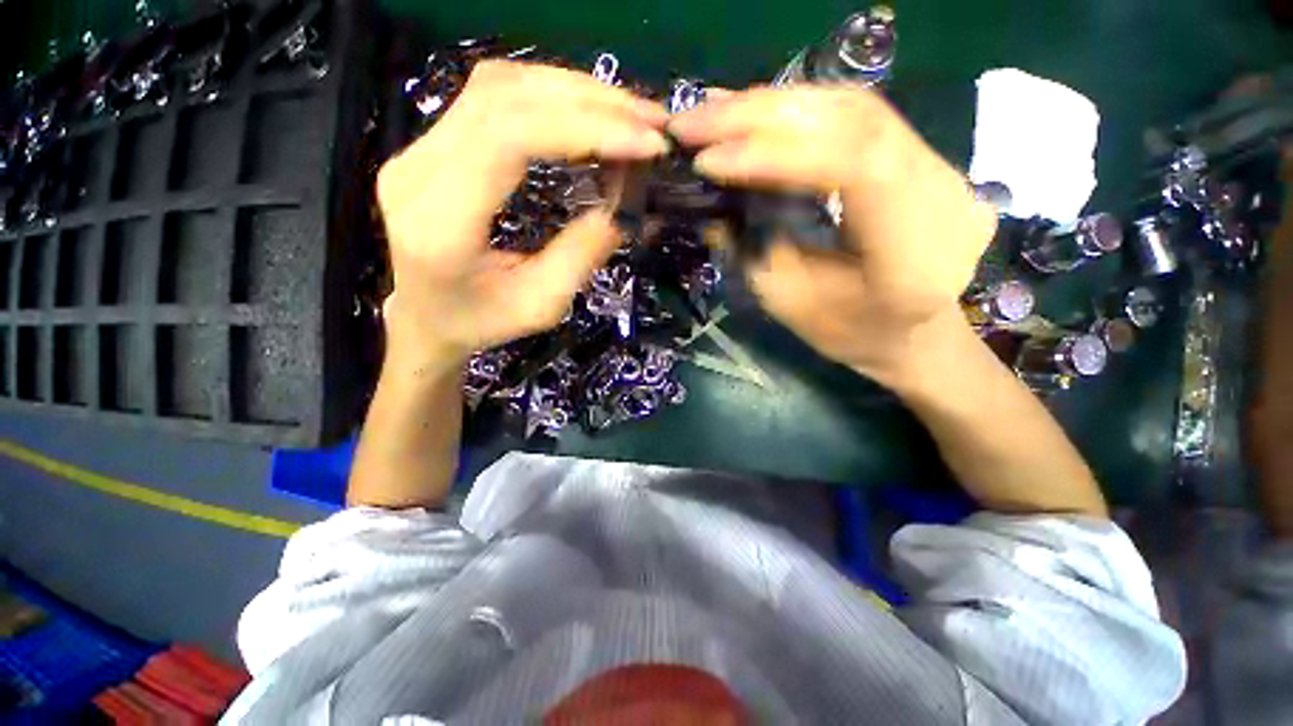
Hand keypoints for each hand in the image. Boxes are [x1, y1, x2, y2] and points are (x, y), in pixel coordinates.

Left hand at [376, 60, 669, 363]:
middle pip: (504, 99)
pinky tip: (586, 113)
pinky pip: (492, 98)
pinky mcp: (433, 143)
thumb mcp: (541, 305)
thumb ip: (582, 255)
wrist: (423, 318)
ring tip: (628, 114)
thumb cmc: (480, 322)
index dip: (583, 129)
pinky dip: (550, 97)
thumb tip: (625, 205)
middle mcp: (419, 169)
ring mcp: (419, 149)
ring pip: (498, 86)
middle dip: (589, 103)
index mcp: (441, 222)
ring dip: (573, 92)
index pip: (508, 138)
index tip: (645, 143)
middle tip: (650, 121)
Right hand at [668, 86, 996, 385]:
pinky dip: (799, 109)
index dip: (777, 155)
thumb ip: (755, 252)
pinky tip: (756, 112)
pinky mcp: (926, 154)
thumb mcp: (791, 304)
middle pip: (855, 122)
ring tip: (715, 112)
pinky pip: (858, 115)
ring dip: (775, 105)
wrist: (914, 332)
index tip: (710, 160)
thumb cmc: (851, 333)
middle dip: (763, 116)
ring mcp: (944, 166)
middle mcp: (944, 196)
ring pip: (854, 107)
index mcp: (916, 255)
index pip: (854, 168)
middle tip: (696, 120)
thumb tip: (710, 202)